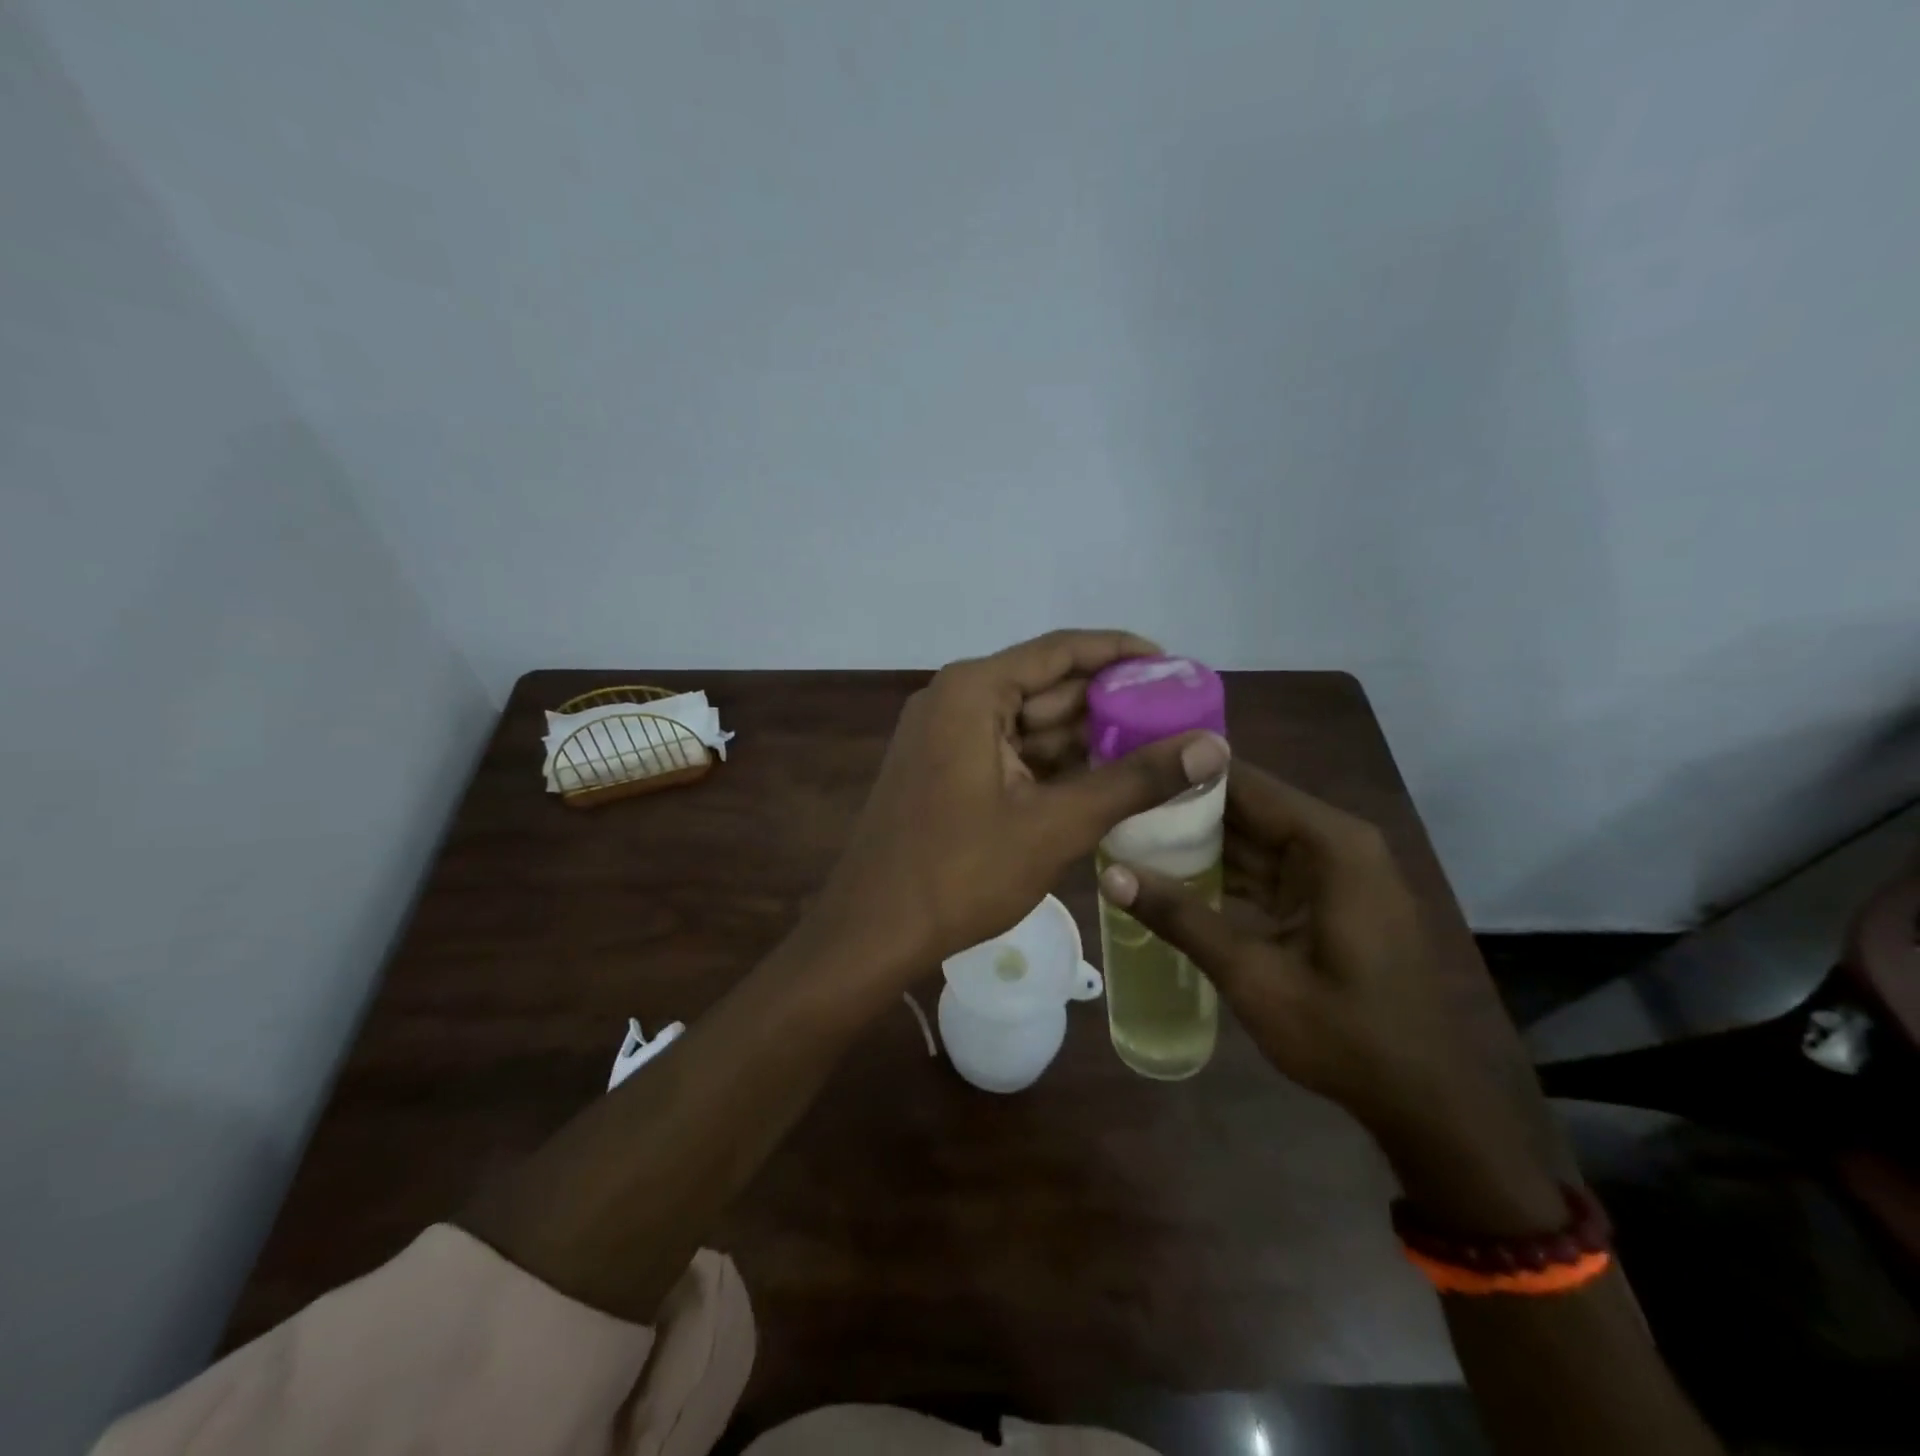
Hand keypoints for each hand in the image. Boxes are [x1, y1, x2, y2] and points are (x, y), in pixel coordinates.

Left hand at [812, 630, 1230, 982]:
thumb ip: (1135, 780)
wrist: (873, 931)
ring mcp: (946, 736)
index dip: (1122, 653)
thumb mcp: (1056, 824)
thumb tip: (1214, 747)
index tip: (1176, 667)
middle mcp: (956, 699)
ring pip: (1030, 723)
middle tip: (1178, 715)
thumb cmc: (961, 871)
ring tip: (1155, 747)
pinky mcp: (945, 769)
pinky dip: (1054, 763)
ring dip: (1085, 737)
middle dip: (1110, 702)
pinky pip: (1010, 752)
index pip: (1062, 650)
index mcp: (974, 691)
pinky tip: (1103, 778)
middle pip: (1047, 686)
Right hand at [1099, 763, 1560, 1229]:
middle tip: (1114, 805)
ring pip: (1251, 838)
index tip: (1126, 770)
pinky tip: (1168, 877)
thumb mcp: (1254, 977)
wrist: (1425, 1101)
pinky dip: (1221, 872)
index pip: (1243, 782)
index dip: (1183, 772)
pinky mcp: (1326, 898)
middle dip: (1181, 807)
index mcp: (1330, 845)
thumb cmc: (1347, 1036)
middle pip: (1245, 806)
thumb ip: (1182, 919)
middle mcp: (1335, 843)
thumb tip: (1110, 874)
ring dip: (1196, 841)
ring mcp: (1332, 871)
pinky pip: (1263, 869)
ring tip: (1127, 833)